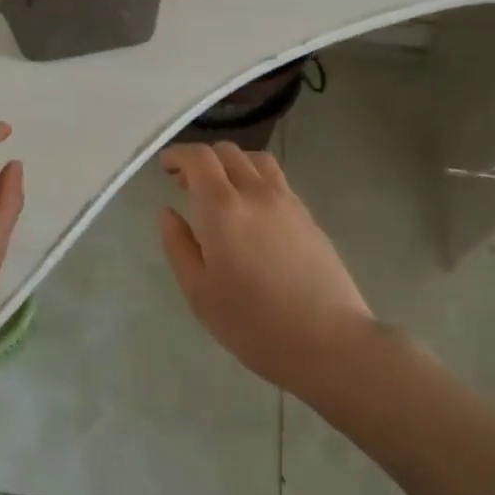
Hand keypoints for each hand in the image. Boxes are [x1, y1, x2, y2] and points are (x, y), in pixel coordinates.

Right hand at [158, 142, 375, 399]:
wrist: (329, 342)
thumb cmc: (254, 324)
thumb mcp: (199, 292)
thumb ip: (178, 245)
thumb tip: (168, 212)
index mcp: (222, 208)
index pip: (198, 158)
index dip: (178, 154)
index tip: (165, 166)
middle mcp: (255, 192)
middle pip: (227, 152)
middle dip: (202, 160)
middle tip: (186, 184)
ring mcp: (287, 201)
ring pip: (256, 160)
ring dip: (232, 163)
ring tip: (222, 190)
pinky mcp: (307, 215)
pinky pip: (276, 179)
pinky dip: (256, 178)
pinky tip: (252, 210)